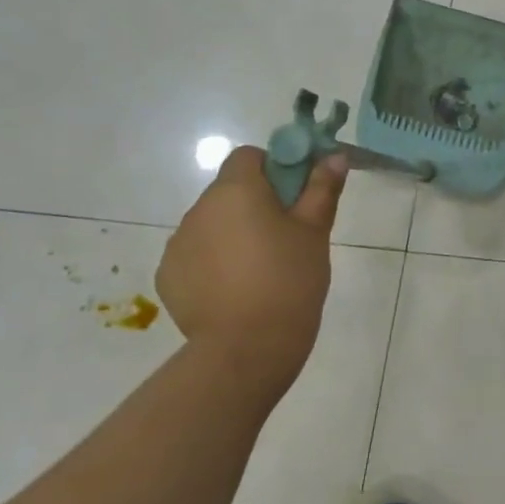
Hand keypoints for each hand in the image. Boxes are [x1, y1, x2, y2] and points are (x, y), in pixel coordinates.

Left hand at [156, 145, 346, 381]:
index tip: (295, 198)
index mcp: (235, 191)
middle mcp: (199, 209)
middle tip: (286, 238)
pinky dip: (215, 263)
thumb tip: (335, 156)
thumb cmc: (290, 280)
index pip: (248, 156)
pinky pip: (196, 256)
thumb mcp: (315, 232)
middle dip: (255, 205)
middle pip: (229, 191)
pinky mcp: (169, 276)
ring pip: (212, 225)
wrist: (247, 347)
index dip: (274, 169)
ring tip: (262, 271)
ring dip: (234, 234)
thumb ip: (322, 189)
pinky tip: (238, 291)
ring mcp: (178, 244)